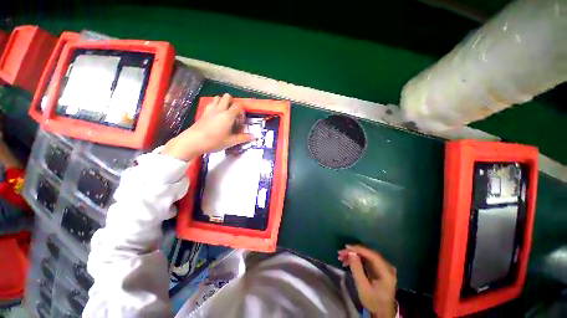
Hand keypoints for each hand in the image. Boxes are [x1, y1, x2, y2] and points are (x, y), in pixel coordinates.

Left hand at [162, 94, 254, 161]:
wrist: (193, 141)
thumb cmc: (214, 141)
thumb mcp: (231, 141)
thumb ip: (243, 138)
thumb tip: (254, 137)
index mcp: (228, 115)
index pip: (238, 106)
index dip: (242, 113)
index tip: (241, 122)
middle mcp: (220, 109)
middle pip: (227, 97)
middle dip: (232, 102)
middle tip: (234, 114)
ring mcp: (210, 110)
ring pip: (218, 98)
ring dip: (223, 102)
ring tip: (225, 113)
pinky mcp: (203, 112)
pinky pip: (211, 104)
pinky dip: (215, 105)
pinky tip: (216, 116)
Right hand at [338, 245, 396, 317]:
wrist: (381, 312)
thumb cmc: (373, 301)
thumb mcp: (363, 288)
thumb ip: (357, 269)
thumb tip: (351, 253)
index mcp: (386, 271)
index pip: (372, 254)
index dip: (358, 249)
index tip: (345, 248)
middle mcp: (387, 266)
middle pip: (368, 253)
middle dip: (353, 251)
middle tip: (341, 253)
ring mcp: (384, 266)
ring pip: (366, 255)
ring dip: (353, 255)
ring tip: (342, 258)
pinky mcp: (379, 268)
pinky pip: (367, 259)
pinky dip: (357, 259)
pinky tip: (348, 262)